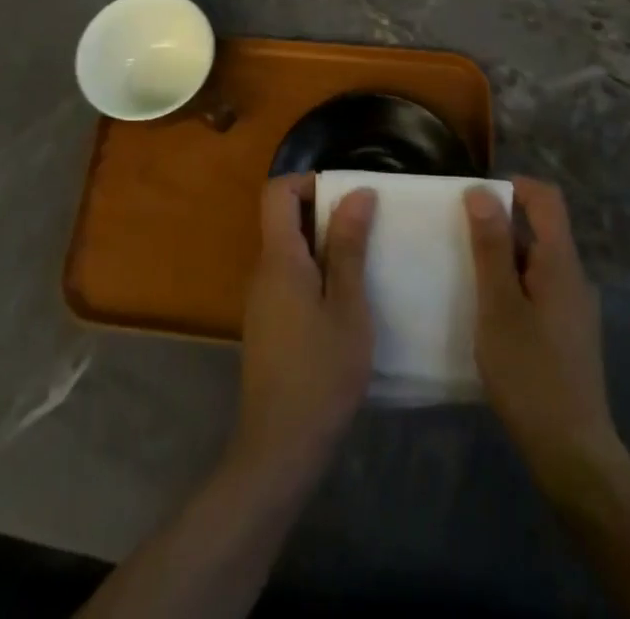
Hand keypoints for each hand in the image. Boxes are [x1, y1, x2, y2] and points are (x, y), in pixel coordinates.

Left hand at [231, 175, 375, 478]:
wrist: (281, 446)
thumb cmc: (321, 372)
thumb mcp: (348, 306)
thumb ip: (349, 247)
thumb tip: (357, 192)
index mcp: (279, 258)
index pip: (277, 192)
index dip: (309, 182)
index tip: (348, 198)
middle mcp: (263, 270)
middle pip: (284, 218)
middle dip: (325, 214)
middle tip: (367, 230)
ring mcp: (262, 299)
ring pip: (289, 250)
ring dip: (324, 246)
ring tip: (364, 263)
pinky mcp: (268, 323)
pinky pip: (289, 277)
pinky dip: (316, 273)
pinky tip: (346, 302)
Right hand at [465, 177, 623, 485]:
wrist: (573, 454)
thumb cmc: (529, 373)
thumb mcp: (498, 305)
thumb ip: (490, 246)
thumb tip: (481, 192)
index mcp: (560, 263)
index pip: (546, 199)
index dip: (512, 186)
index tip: (474, 198)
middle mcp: (574, 278)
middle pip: (539, 230)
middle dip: (498, 226)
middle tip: (457, 241)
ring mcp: (575, 308)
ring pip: (536, 263)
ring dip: (502, 260)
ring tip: (465, 278)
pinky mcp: (569, 334)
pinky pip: (539, 290)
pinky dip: (512, 287)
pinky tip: (488, 315)